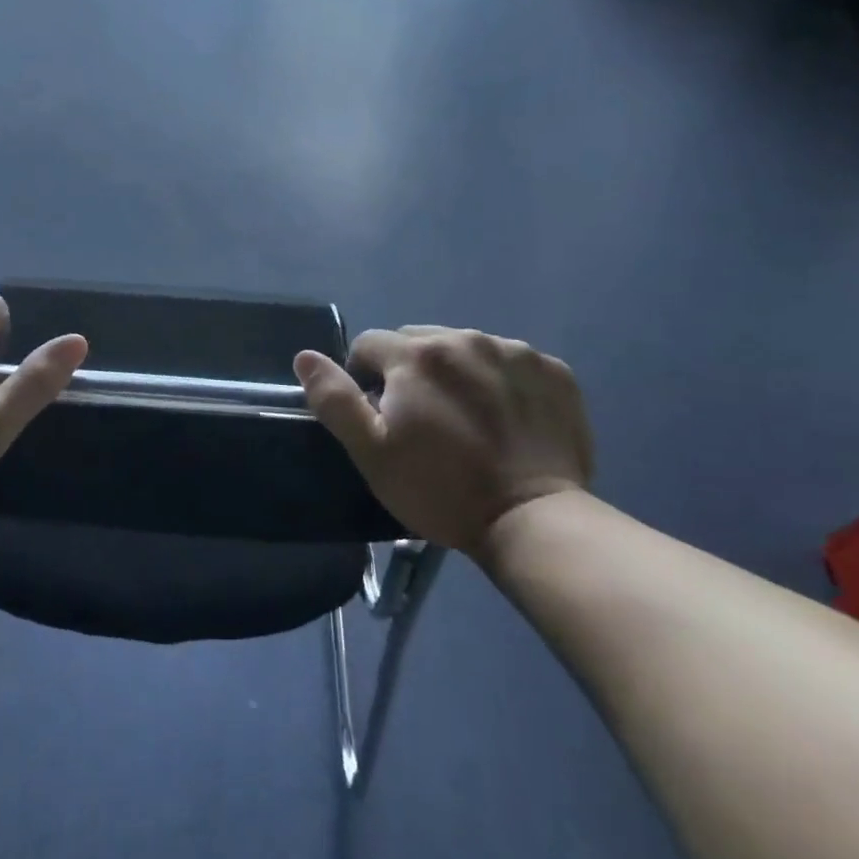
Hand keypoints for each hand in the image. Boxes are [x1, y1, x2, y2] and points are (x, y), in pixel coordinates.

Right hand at [293, 326, 592, 556]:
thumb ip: (334, 399)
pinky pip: (510, 362)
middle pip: (417, 340)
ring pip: (465, 348)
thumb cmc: (441, 489)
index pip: (369, 345)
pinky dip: (500, 380)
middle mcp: (464, 338)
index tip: (380, 416)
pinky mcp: (553, 371)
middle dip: (409, 370)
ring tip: (466, 420)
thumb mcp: (371, 452)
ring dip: (455, 372)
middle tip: (422, 420)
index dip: (364, 378)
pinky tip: (506, 419)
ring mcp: (514, 352)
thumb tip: (305, 356)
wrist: (534, 521)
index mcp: (416, 354)